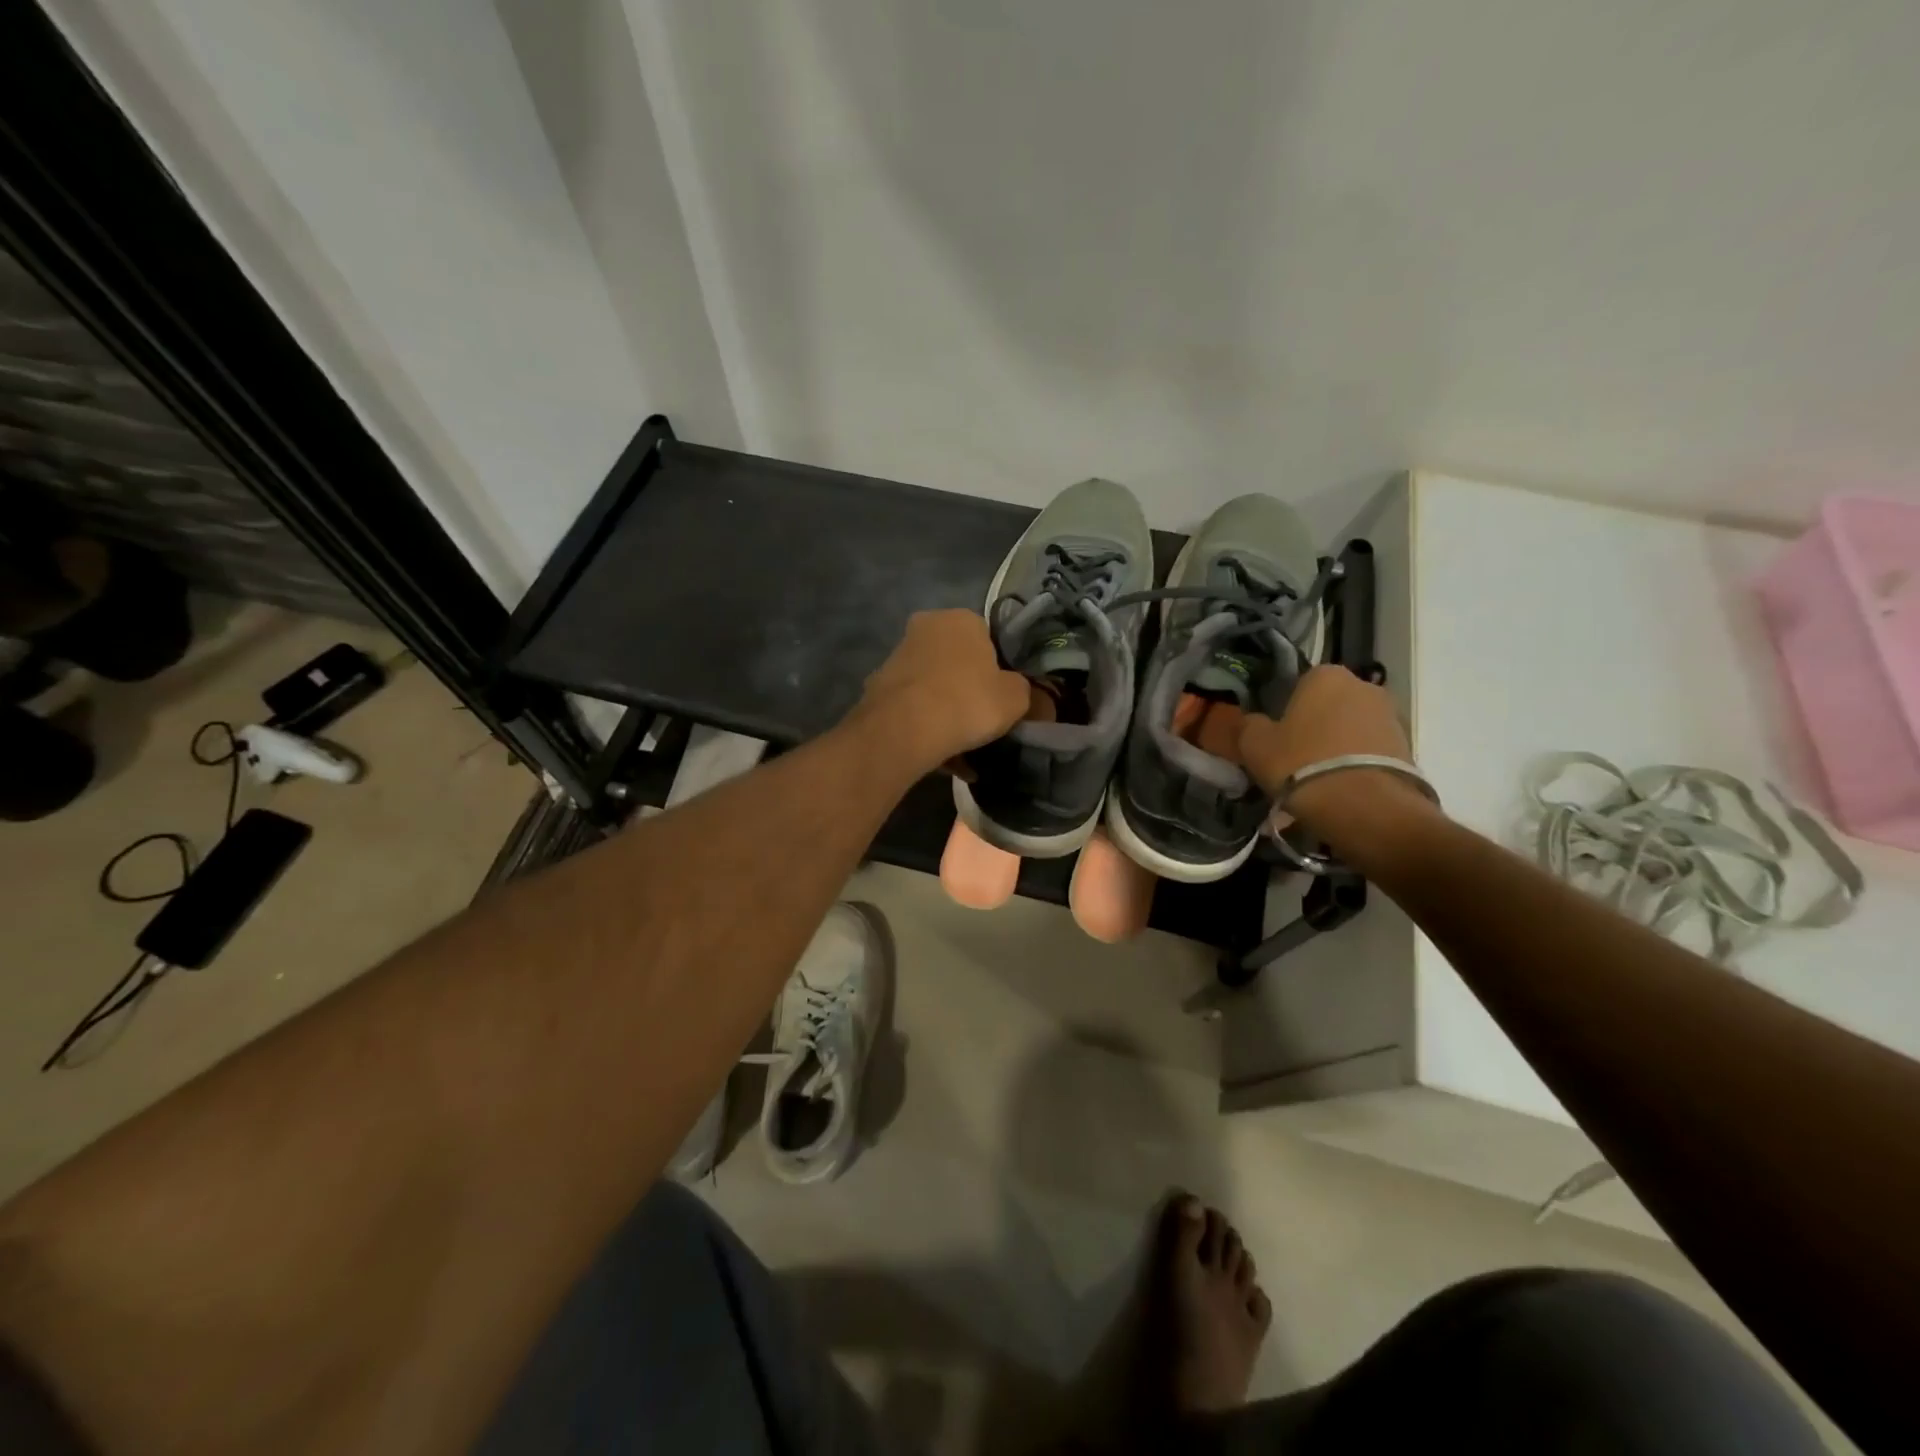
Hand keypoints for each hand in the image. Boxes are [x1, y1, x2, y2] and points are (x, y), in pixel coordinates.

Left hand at [853, 610, 1029, 773]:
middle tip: (981, 719)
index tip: (1001, 695)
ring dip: (945, 708)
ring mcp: (897, 655)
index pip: (988, 637)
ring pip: (933, 684)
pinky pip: (913, 706)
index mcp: (961, 618)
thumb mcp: (1015, 698)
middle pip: (956, 659)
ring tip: (960, 745)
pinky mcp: (878, 686)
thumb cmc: (967, 702)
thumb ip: (1022, 689)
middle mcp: (925, 626)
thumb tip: (1016, 691)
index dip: (998, 668)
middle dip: (967, 687)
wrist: (904, 729)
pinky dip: (924, 724)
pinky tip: (937, 753)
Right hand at [1237, 666, 1430, 836]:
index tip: (1276, 734)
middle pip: (1330, 704)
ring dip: (1338, 745)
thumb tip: (1252, 721)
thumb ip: (1249, 725)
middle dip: (1316, 725)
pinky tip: (1341, 788)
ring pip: (1352, 727)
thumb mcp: (1255, 745)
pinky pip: (1371, 750)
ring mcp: (1391, 715)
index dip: (1285, 709)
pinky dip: (1357, 764)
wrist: (1364, 806)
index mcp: (1325, 675)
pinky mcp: (1409, 747)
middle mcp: (1363, 685)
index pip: (1300, 683)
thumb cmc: (1301, 763)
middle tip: (1296, 757)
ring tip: (1320, 779)